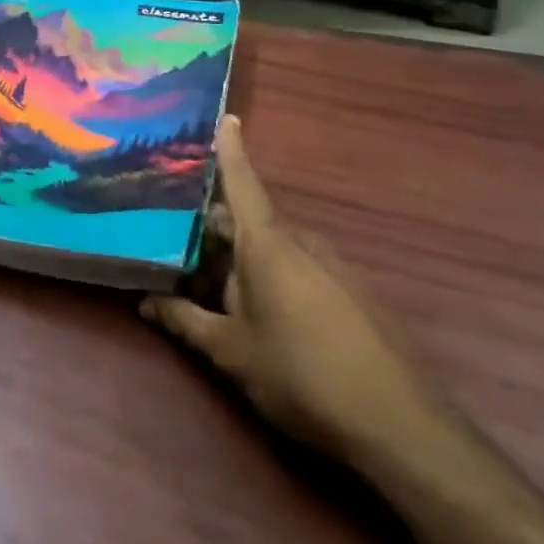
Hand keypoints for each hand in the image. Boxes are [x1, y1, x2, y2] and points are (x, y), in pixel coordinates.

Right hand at [142, 115, 439, 463]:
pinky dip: (271, 276)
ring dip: (241, 258)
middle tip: (176, 241)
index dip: (231, 150)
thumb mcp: (230, 351)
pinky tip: (259, 311)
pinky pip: (300, 269)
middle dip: (214, 230)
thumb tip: (144, 301)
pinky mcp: (353, 294)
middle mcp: (301, 244)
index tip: (228, 116)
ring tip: (209, 282)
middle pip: (250, 221)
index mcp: (268, 245)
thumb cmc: (300, 374)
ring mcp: (333, 268)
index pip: (242, 184)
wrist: (400, 427)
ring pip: (274, 248)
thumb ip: (184, 321)